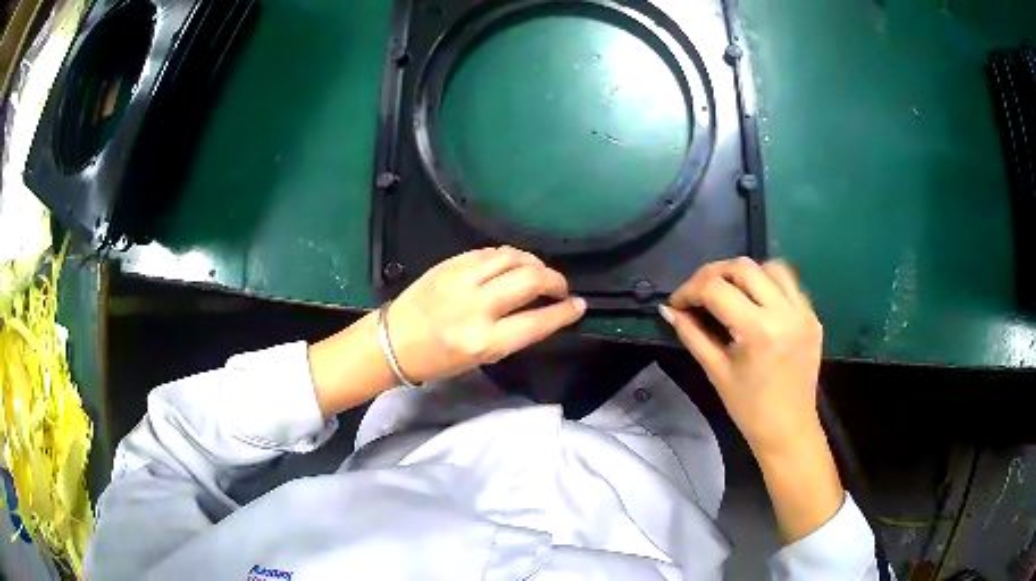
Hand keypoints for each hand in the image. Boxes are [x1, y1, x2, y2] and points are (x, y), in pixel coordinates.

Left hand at [386, 247, 586, 382]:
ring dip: (535, 263)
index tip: (579, 305)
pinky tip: (513, 263)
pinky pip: (490, 252)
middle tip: (560, 288)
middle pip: (531, 279)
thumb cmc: (438, 360)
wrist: (393, 341)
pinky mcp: (450, 263)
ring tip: (539, 273)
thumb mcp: (482, 358)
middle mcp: (476, 307)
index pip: (538, 321)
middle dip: (556, 280)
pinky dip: (509, 256)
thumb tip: (544, 312)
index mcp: (484, 341)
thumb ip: (514, 333)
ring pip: (513, 257)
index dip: (565, 312)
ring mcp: (461, 280)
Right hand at [659, 257, 822, 455]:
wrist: (789, 429)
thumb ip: (692, 334)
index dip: (689, 290)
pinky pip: (789, 285)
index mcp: (758, 330)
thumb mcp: (716, 371)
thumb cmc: (749, 408)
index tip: (676, 303)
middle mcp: (785, 312)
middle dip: (713, 274)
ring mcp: (803, 312)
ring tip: (729, 291)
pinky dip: (768, 284)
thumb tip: (668, 310)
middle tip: (697, 292)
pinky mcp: (813, 316)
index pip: (716, 290)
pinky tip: (756, 302)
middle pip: (743, 268)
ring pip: (770, 267)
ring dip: (744, 273)